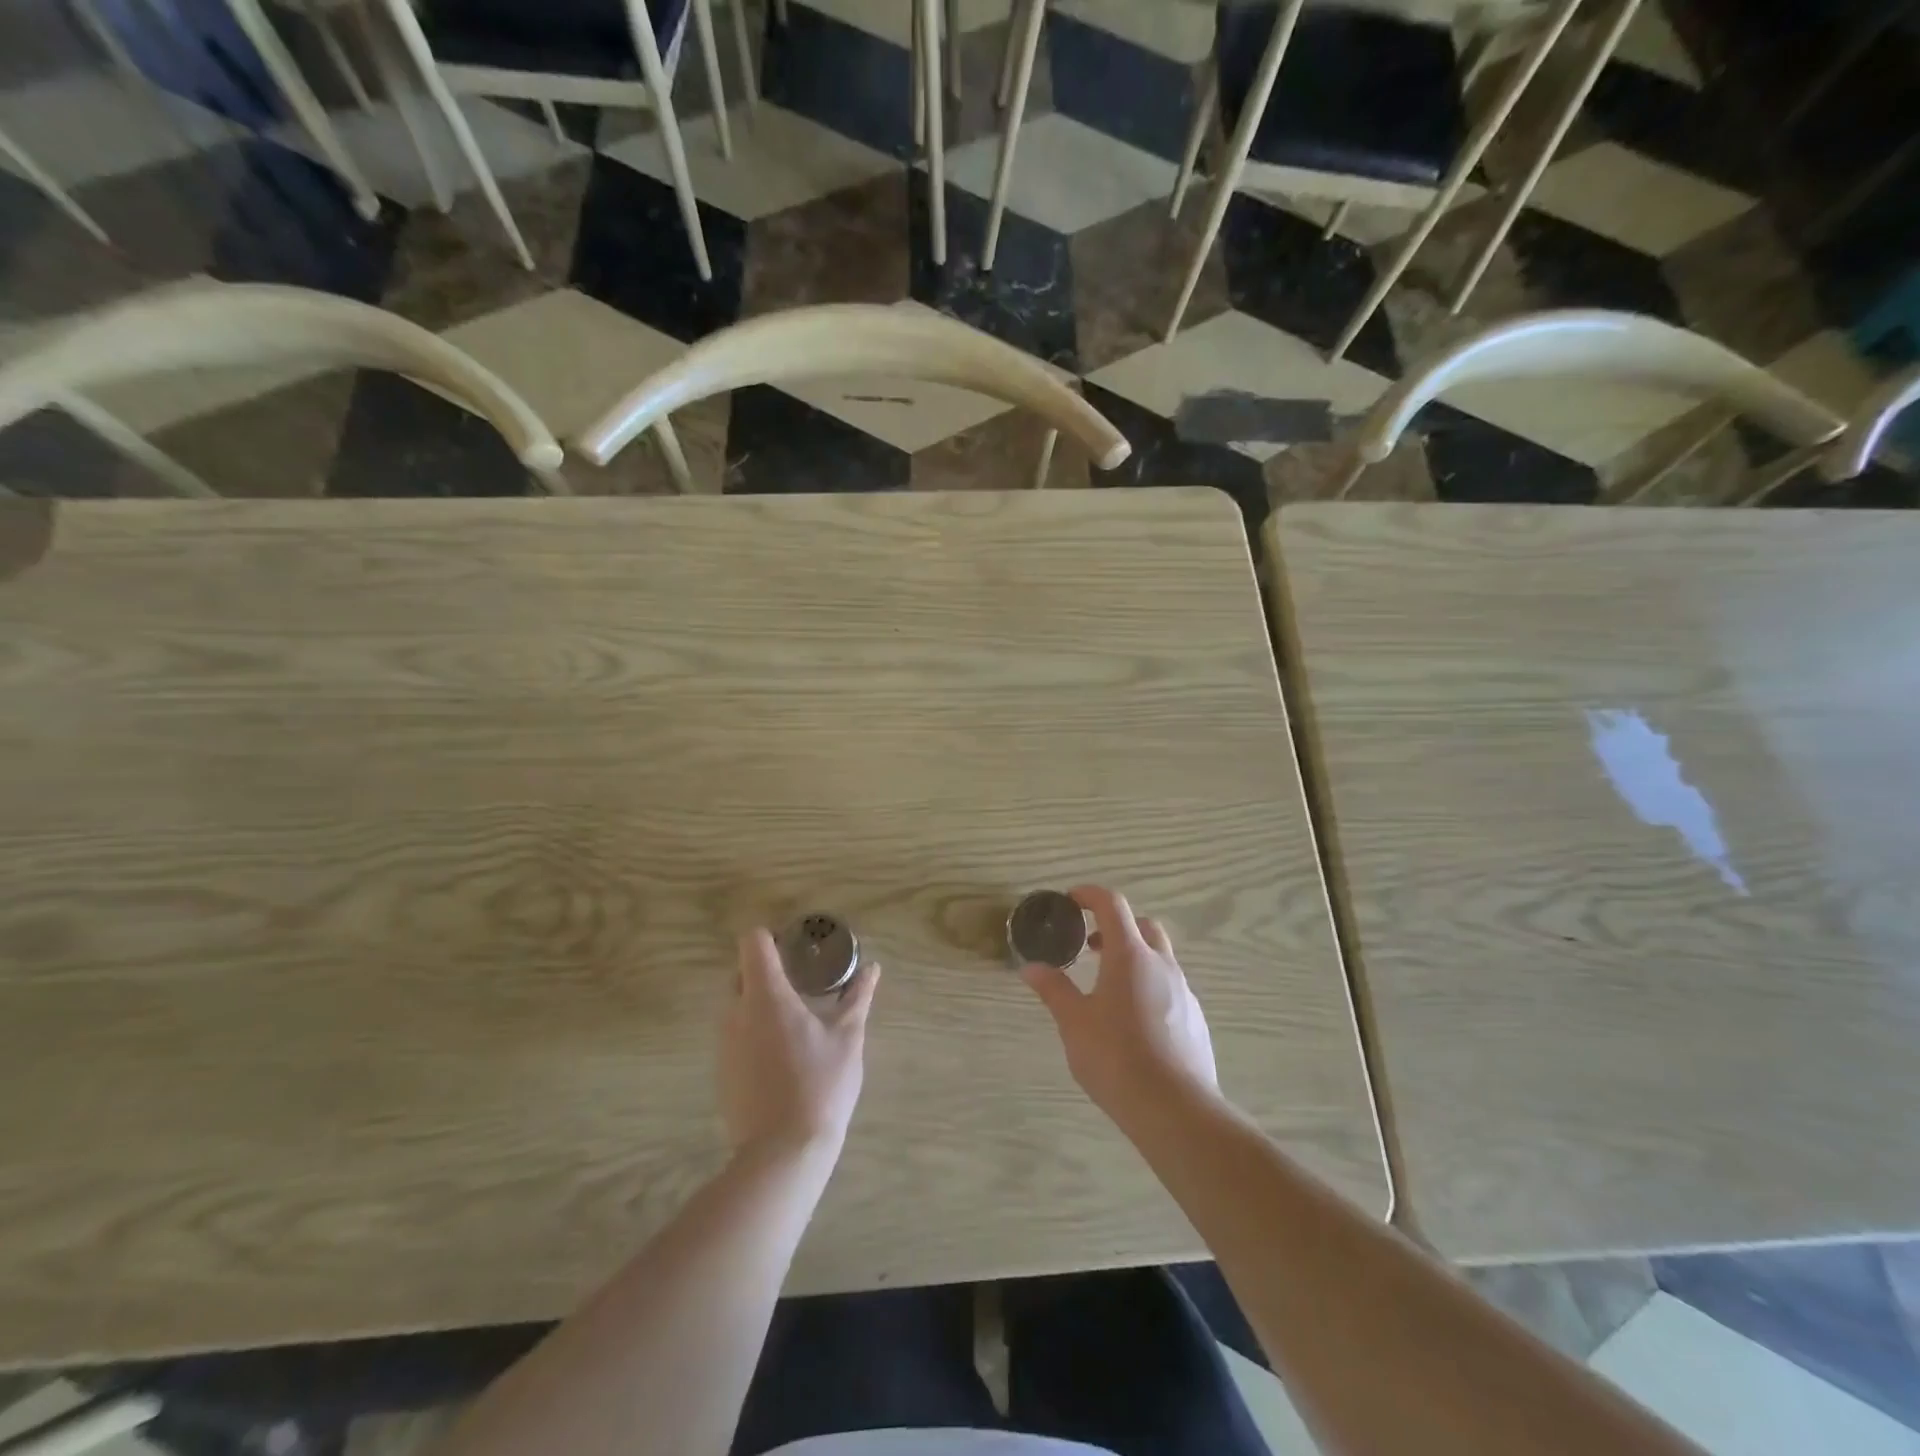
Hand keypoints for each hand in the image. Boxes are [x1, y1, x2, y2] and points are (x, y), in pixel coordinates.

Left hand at [720, 929, 878, 1161]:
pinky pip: (736, 1035)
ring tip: (796, 1018)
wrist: (782, 1154)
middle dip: (768, 970)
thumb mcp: (848, 1038)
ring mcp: (724, 1044)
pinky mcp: (722, 1072)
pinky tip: (783, 1055)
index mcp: (765, 996)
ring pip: (737, 1005)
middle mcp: (736, 1013)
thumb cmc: (820, 1085)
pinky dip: (754, 1032)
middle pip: (742, 972)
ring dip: (761, 1002)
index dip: (772, 937)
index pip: (753, 943)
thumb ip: (858, 997)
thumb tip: (872, 969)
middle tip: (803, 981)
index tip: (797, 948)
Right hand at [1020, 885, 1217, 1130]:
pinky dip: (1150, 987)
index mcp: (1130, 955)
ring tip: (1109, 989)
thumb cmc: (1116, 1058)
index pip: (1112, 904)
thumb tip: (1030, 967)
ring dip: (1135, 959)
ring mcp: (1184, 992)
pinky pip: (1171, 989)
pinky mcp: (1196, 1020)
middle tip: (1091, 946)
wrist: (1176, 1110)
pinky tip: (1134, 1023)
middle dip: (1117, 926)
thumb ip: (1054, 989)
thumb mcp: (1074, 1023)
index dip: (1090, 895)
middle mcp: (1162, 965)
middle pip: (1143, 926)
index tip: (1070, 901)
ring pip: (1160, 958)